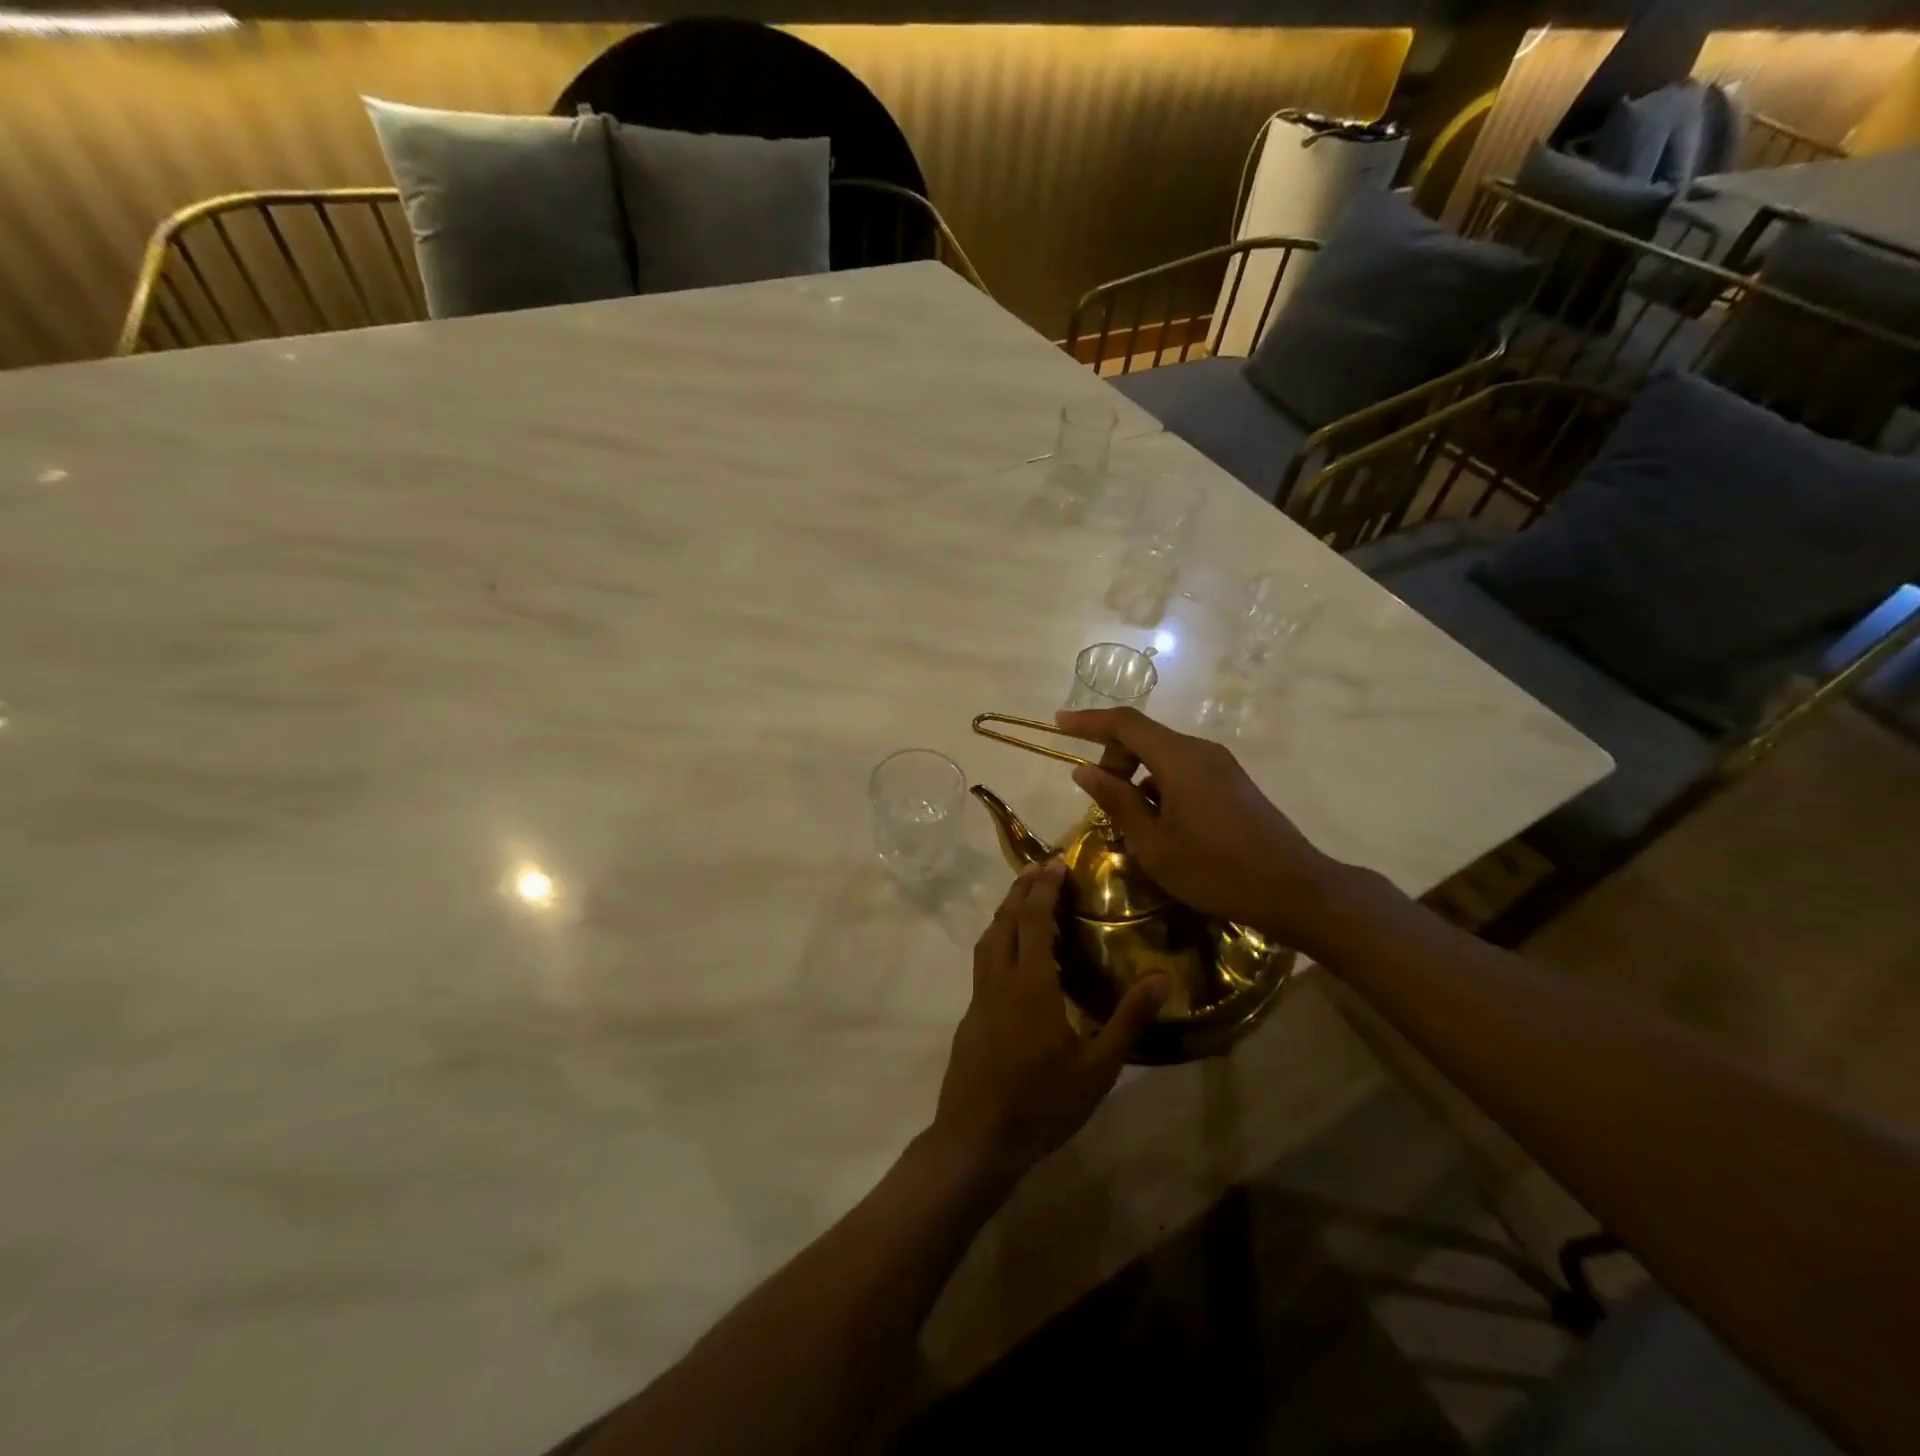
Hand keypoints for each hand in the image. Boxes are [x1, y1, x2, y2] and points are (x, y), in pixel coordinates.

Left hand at [928, 862, 1166, 1192]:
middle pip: (1005, 921)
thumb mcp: (1097, 1068)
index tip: (1055, 863)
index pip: (1032, 919)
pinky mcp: (971, 1016)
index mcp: (1030, 984)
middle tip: (1039, 869)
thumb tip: (1161, 977)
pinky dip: (998, 941)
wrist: (976, 1139)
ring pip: (988, 940)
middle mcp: (999, 980)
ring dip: (1005, 913)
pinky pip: (984, 962)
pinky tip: (1014, 958)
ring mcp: (979, 998)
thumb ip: (1128, 1019)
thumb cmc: (1042, 1104)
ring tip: (1024, 901)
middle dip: (1021, 890)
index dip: (1043, 888)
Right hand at [1052, 706, 1344, 940]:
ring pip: (1164, 756)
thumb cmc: (1216, 870)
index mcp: (1180, 759)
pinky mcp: (1232, 783)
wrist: (1295, 890)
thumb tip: (1085, 771)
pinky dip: (1160, 787)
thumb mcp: (1154, 844)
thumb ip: (1118, 802)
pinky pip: (1183, 771)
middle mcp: (1201, 751)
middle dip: (1113, 759)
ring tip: (1129, 822)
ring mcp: (1221, 766)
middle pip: (1144, 738)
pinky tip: (1161, 826)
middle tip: (1100, 801)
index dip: (1088, 721)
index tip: (1058, 723)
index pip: (1125, 724)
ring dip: (1137, 777)